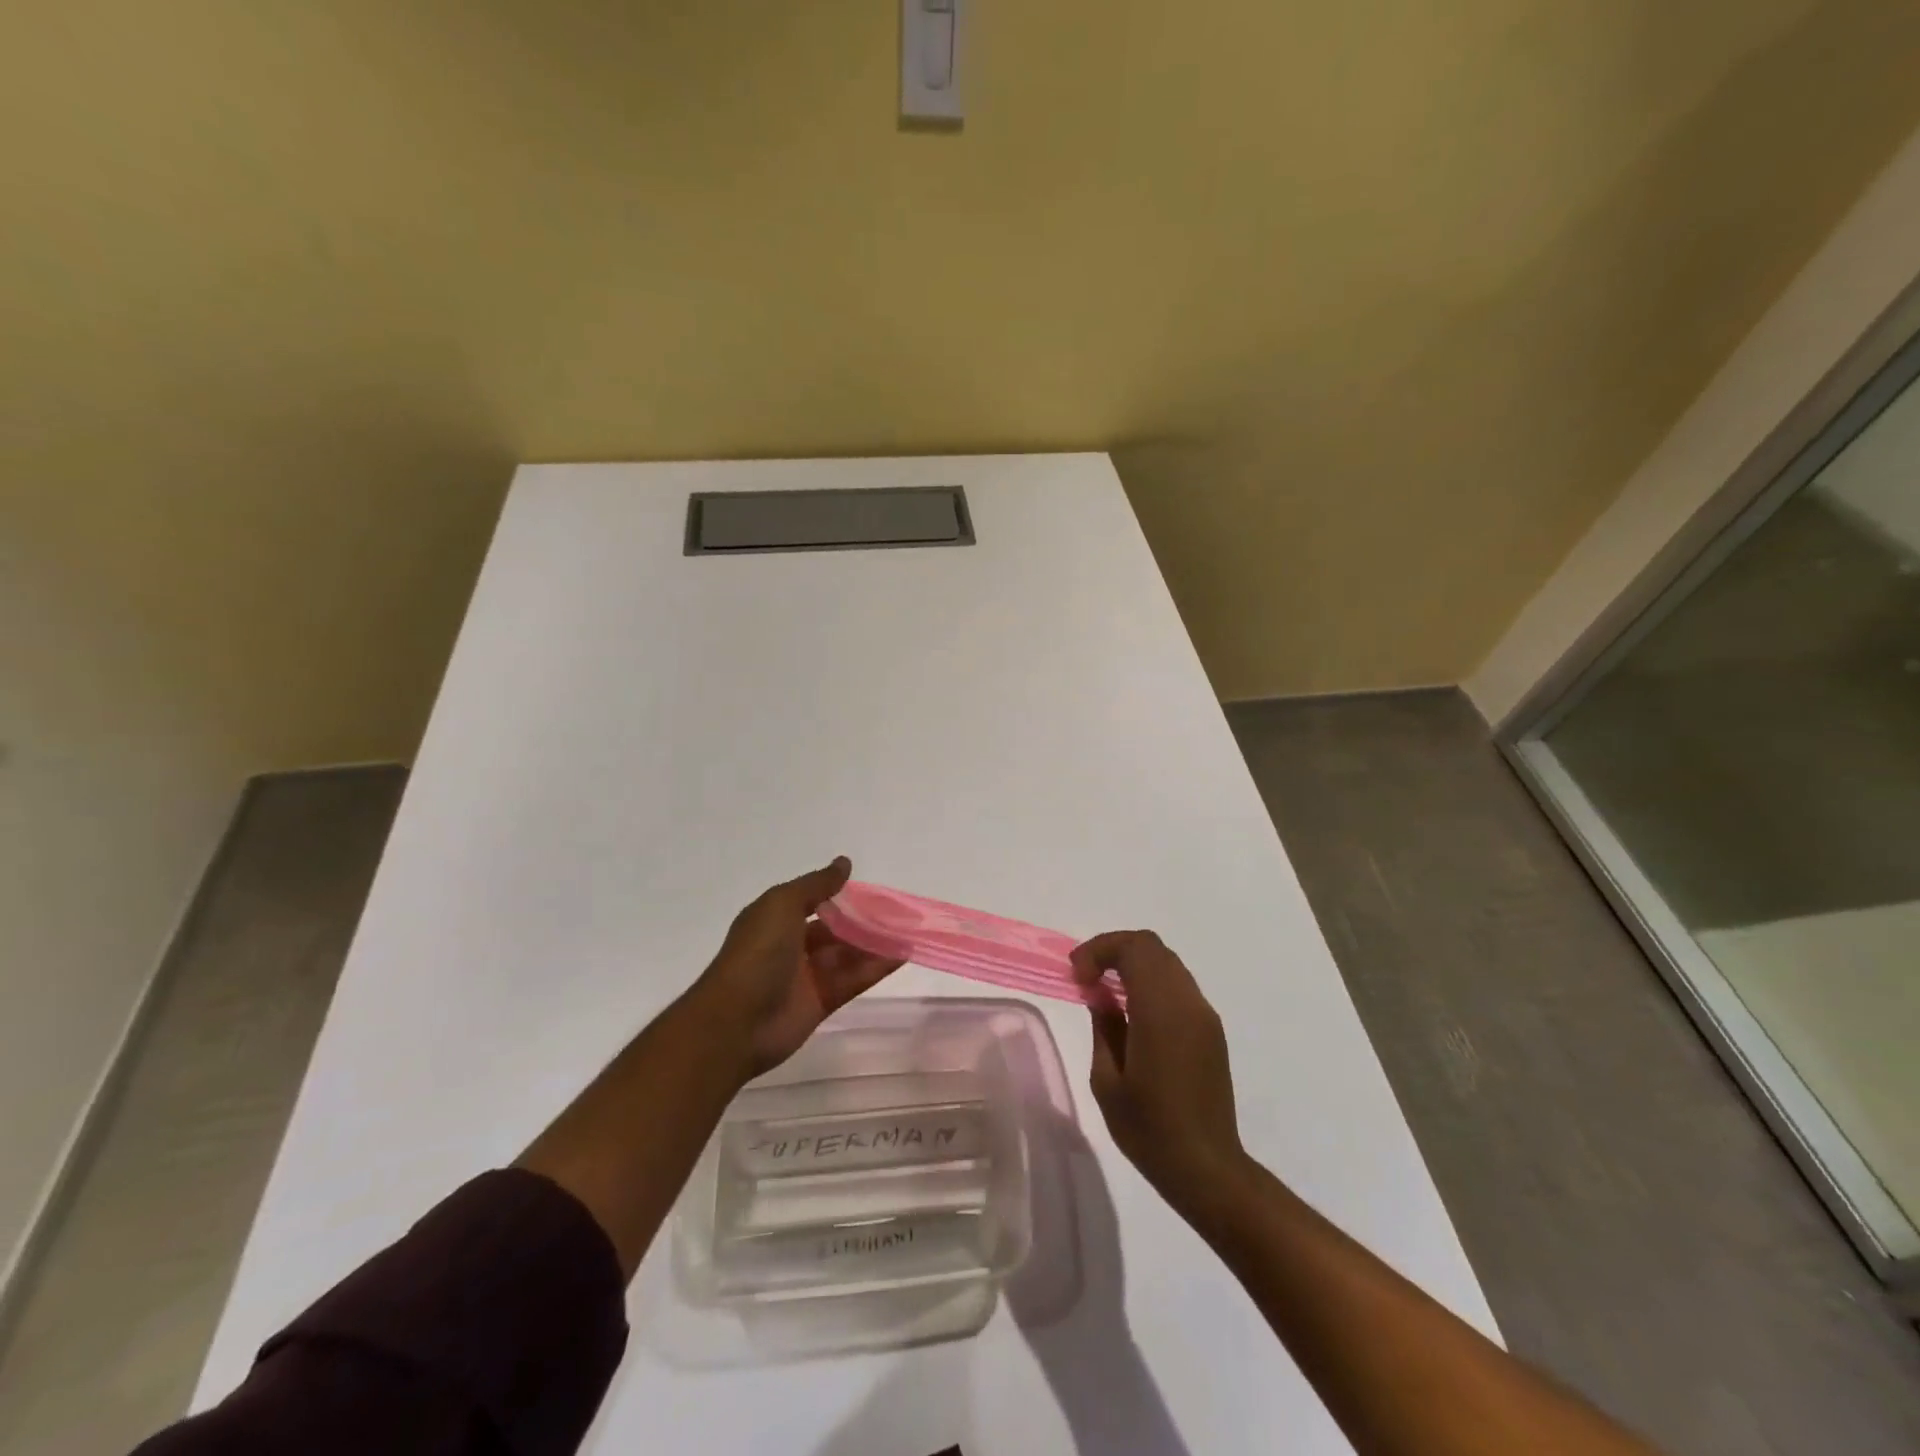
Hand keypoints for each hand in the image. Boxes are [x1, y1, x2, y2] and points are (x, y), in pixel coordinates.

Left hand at [689, 857, 902, 1079]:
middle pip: (833, 929)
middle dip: (861, 920)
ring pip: (846, 954)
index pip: (812, 901)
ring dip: (874, 943)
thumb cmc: (757, 953)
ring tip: (906, 931)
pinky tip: (901, 955)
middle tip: (897, 912)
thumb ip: (817, 884)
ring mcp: (806, 976)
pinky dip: (875, 968)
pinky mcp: (821, 1002)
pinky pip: (852, 980)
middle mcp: (790, 945)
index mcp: (775, 919)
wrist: (736, 1022)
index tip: (870, 889)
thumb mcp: (782, 905)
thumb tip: (844, 863)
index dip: (839, 894)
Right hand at [1071, 930, 1246, 1210]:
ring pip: (1167, 963)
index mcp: (1162, 1011)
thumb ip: (1103, 1026)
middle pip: (1152, 947)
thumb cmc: (1149, 1129)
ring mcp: (1204, 1015)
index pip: (1135, 948)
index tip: (1077, 975)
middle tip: (1086, 976)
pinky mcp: (1211, 1030)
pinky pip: (1178, 986)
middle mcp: (1188, 1003)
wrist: (1207, 1169)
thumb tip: (1100, 996)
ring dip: (1133, 965)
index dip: (1100, 949)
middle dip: (1114, 950)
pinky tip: (1131, 1011)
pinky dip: (1150, 982)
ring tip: (1104, 991)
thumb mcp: (1107, 1080)